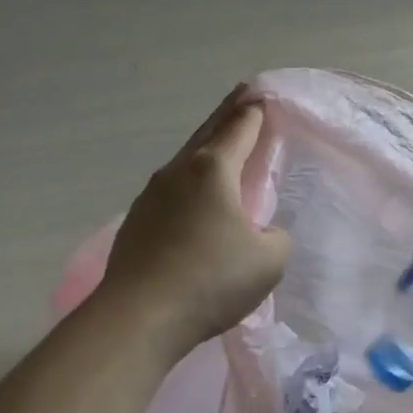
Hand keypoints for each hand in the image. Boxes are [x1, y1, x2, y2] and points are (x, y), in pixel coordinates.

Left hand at [99, 86, 291, 351]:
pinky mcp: (136, 221)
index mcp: (213, 169)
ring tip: (221, 147)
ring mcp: (151, 195)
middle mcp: (179, 171)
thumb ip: (275, 237)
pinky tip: (194, 198)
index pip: (240, 128)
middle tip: (242, 96)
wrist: (139, 316)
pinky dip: (189, 182)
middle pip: (208, 132)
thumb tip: (259, 233)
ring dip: (206, 149)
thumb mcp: (269, 261)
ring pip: (186, 160)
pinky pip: (171, 189)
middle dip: (228, 113)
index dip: (255, 112)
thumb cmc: (211, 280)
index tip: (262, 96)